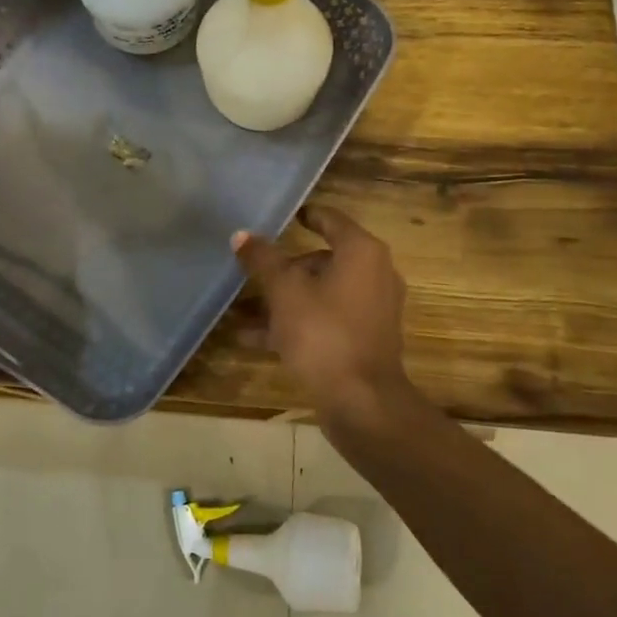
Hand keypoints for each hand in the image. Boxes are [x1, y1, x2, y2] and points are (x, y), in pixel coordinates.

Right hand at [232, 205, 412, 423]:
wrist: (362, 401)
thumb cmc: (323, 332)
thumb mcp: (284, 291)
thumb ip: (263, 260)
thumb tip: (241, 234)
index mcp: (361, 252)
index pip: (331, 219)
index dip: (305, 215)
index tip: (282, 216)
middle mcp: (374, 274)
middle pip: (323, 259)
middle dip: (285, 268)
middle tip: (253, 272)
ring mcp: (372, 309)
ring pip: (321, 293)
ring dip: (284, 299)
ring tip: (244, 309)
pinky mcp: (365, 339)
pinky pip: (326, 320)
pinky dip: (296, 323)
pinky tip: (254, 338)